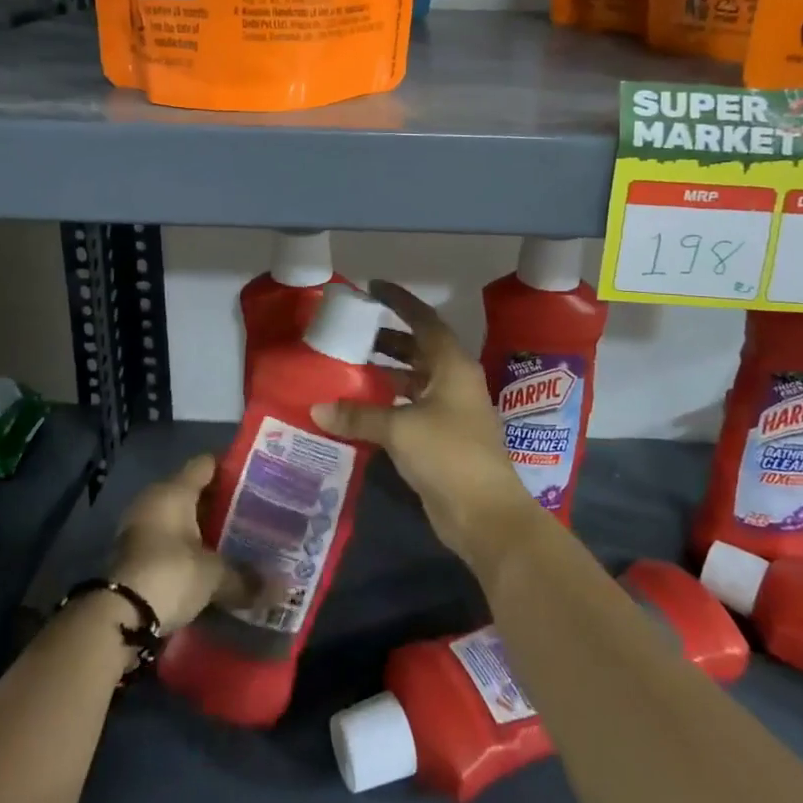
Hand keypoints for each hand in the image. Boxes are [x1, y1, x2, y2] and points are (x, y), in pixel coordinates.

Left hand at [106, 454, 252, 632]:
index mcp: (173, 491)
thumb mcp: (213, 575)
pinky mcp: (135, 556)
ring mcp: (141, 528)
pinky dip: (189, 549)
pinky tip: (212, 563)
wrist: (117, 617)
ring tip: (238, 539)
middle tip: (255, 512)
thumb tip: (284, 589)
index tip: (257, 477)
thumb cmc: (169, 575)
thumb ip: (247, 578)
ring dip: (204, 529)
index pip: (205, 464)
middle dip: (222, 503)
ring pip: (181, 519)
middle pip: (194, 491)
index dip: (230, 467)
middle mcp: (155, 501)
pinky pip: (170, 542)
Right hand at [313, 280, 539, 571]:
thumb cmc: (448, 455)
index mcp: (453, 366)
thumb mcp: (400, 429)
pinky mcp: (443, 438)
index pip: (425, 321)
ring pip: (416, 380)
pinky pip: (412, 408)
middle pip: (420, 349)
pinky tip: (362, 408)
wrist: (485, 514)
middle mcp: (455, 382)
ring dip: (388, 372)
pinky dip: (389, 403)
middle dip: (390, 339)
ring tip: (351, 367)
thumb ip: (359, 415)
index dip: (400, 302)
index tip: (374, 288)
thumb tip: (318, 407)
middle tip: (354, 332)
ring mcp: (452, 411)